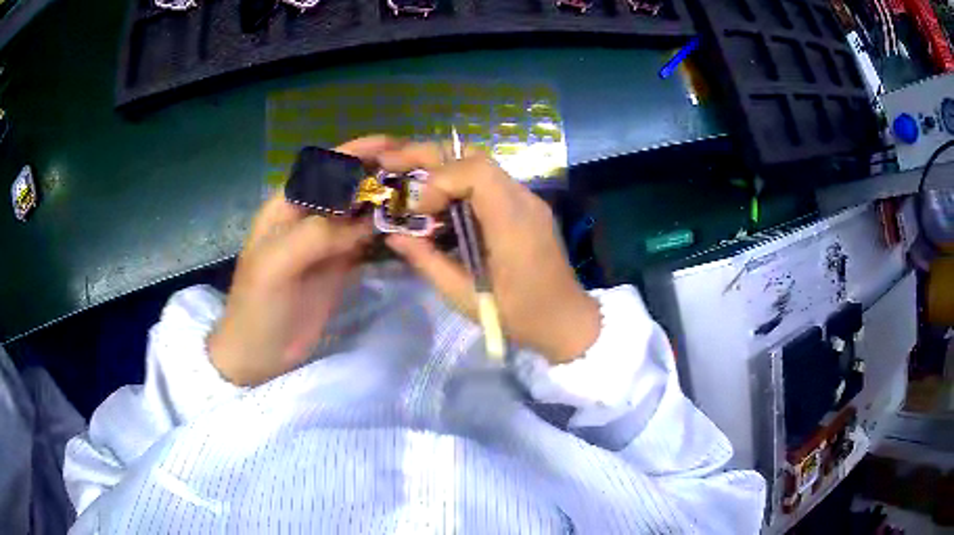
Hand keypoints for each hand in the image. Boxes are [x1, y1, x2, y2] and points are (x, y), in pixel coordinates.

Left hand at [207, 136, 399, 385]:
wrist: (260, 352)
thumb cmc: (258, 304)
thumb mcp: (276, 265)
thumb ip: (314, 235)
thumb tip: (362, 221)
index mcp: (287, 206)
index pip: (324, 168)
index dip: (356, 152)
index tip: (393, 145)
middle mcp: (309, 215)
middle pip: (347, 184)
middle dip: (378, 173)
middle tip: (418, 173)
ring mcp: (327, 239)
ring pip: (360, 209)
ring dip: (386, 200)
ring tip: (421, 195)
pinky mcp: (340, 262)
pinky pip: (366, 237)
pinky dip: (385, 229)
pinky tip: (407, 226)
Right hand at [380, 143, 600, 363]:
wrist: (565, 320)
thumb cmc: (519, 315)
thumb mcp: (465, 296)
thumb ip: (427, 261)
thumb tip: (395, 236)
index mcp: (512, 221)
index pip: (474, 171)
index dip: (439, 181)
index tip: (419, 211)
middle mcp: (523, 199)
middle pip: (474, 156)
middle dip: (429, 157)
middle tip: (393, 164)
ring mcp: (527, 200)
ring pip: (480, 164)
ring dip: (443, 169)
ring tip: (410, 182)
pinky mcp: (525, 207)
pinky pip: (488, 182)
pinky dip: (458, 184)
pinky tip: (440, 204)